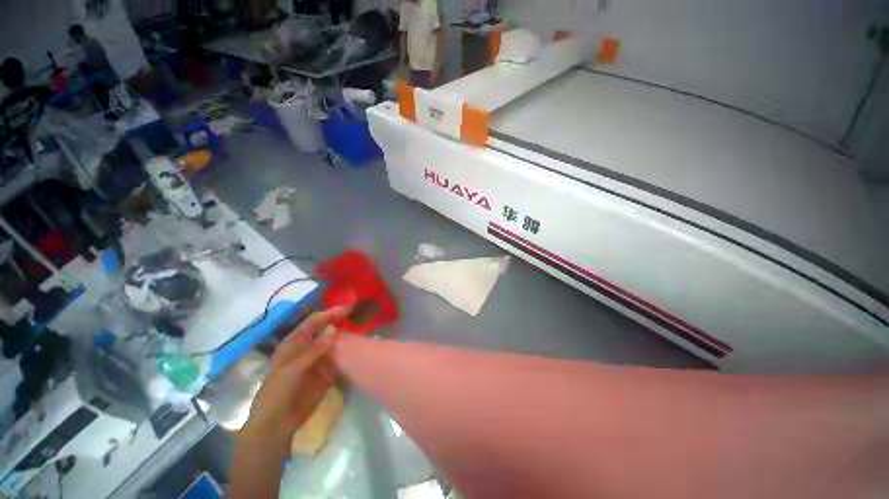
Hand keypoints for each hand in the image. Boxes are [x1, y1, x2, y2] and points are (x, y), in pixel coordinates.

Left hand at [238, 306, 350, 458]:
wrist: (277, 425)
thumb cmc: (277, 393)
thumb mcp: (292, 369)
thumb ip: (314, 349)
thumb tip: (334, 328)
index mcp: (295, 342)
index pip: (314, 322)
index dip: (329, 314)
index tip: (347, 309)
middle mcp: (309, 347)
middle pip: (327, 330)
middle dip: (341, 322)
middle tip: (359, 315)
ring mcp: (319, 360)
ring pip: (336, 344)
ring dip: (348, 337)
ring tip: (365, 328)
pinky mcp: (328, 373)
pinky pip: (341, 359)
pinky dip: (350, 353)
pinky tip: (361, 348)